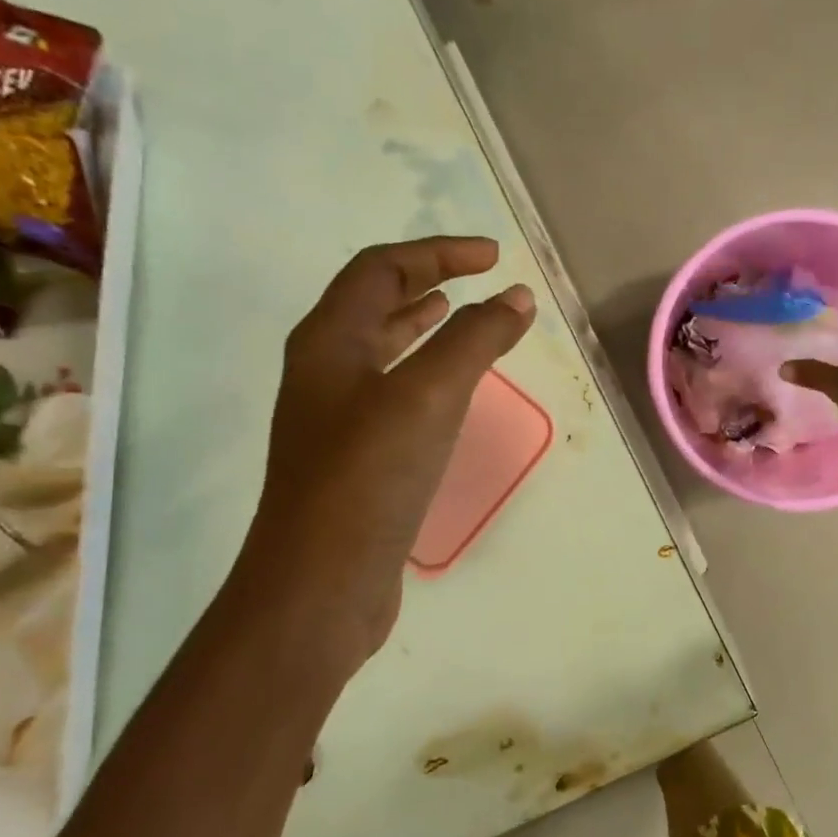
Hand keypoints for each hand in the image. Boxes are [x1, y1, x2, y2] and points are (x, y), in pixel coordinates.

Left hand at [232, 236, 535, 676]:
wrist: (321, 583)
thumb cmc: (369, 477)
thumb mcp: (429, 395)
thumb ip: (475, 340)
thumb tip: (516, 297)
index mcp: (330, 341)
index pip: (381, 269)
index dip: (438, 253)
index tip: (494, 257)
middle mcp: (324, 370)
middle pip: (373, 302)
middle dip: (427, 280)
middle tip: (479, 277)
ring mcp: (335, 417)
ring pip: (381, 349)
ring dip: (421, 324)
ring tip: (461, 316)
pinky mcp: (355, 457)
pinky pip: (393, 392)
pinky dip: (425, 373)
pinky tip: (450, 392)